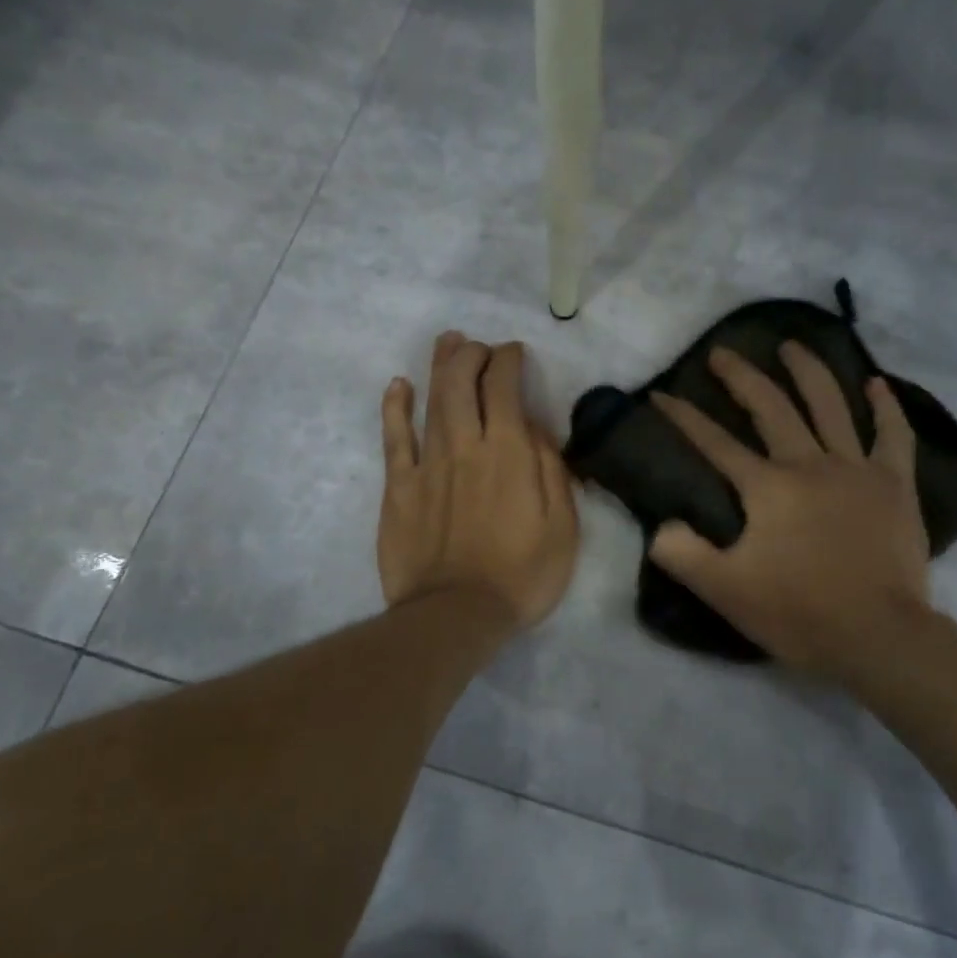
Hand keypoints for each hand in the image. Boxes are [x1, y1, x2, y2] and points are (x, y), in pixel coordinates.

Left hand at [378, 332, 579, 633]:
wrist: (456, 614)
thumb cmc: (522, 575)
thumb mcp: (563, 527)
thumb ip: (551, 470)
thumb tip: (536, 428)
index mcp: (510, 452)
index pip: (505, 386)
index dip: (509, 360)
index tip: (515, 354)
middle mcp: (466, 445)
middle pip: (462, 381)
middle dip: (472, 353)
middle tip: (480, 347)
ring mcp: (427, 464)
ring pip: (430, 399)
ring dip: (440, 365)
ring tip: (448, 343)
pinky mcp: (398, 487)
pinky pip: (393, 437)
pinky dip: (395, 407)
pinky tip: (398, 386)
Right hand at [649, 343, 931, 684]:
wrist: (878, 636)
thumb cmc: (799, 613)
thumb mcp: (724, 591)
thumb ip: (682, 555)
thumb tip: (661, 527)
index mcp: (768, 488)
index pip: (716, 444)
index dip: (684, 417)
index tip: (662, 394)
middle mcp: (810, 465)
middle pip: (772, 408)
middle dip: (742, 377)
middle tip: (722, 352)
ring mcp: (858, 470)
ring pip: (831, 406)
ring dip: (808, 371)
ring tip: (792, 345)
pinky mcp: (896, 485)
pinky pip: (893, 435)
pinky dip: (886, 407)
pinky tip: (876, 384)